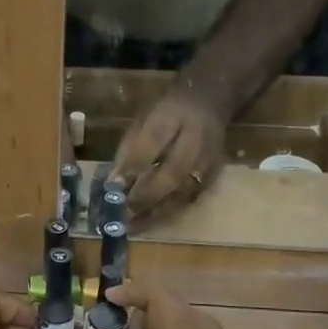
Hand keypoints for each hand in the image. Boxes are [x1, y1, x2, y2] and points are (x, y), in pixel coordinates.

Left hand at [111, 83, 227, 224]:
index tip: (113, 186)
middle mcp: (196, 139)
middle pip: (172, 173)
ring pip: (183, 192)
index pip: (153, 140)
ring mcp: (209, 160)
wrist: (209, 102)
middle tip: (121, 215)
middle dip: (144, 196)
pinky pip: (190, 200)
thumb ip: (129, 149)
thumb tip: (113, 182)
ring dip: (155, 212)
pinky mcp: (215, 176)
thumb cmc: (166, 113)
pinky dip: (168, 213)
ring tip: (131, 226)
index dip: (134, 165)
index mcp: (172, 115)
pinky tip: (149, 221)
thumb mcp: (142, 120)